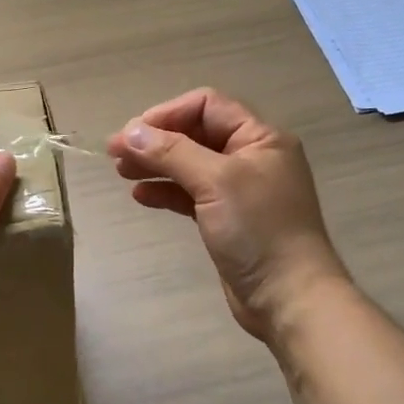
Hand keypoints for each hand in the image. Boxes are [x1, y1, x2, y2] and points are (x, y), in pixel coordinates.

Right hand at [109, 89, 348, 341]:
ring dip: (156, 165)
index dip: (167, 114)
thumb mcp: (215, 182)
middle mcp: (251, 157)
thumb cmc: (258, 230)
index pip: (207, 106)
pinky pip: (191, 194)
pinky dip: (166, 191)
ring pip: (190, 165)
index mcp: (260, 138)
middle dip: (155, 140)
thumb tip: (130, 131)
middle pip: (195, 134)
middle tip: (115, 154)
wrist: (288, 297)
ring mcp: (239, 190)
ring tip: (121, 172)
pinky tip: (141, 196)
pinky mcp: (227, 219)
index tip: (132, 134)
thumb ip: (172, 152)